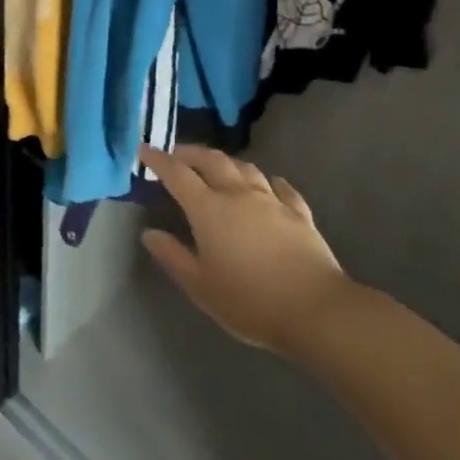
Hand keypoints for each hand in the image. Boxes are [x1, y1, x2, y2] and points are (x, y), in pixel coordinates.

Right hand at [140, 144, 358, 355]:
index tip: (144, 149)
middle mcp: (239, 194)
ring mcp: (272, 201)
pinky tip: (269, 185)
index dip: (158, 159)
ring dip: (227, 163)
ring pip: (246, 168)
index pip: (177, 174)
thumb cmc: (249, 301)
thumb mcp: (200, 286)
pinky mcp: (299, 213)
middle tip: (178, 154)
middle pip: (212, 160)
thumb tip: (149, 233)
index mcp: (209, 209)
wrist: (315, 310)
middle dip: (191, 153)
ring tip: (218, 167)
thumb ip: (172, 256)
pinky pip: (281, 188)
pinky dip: (269, 182)